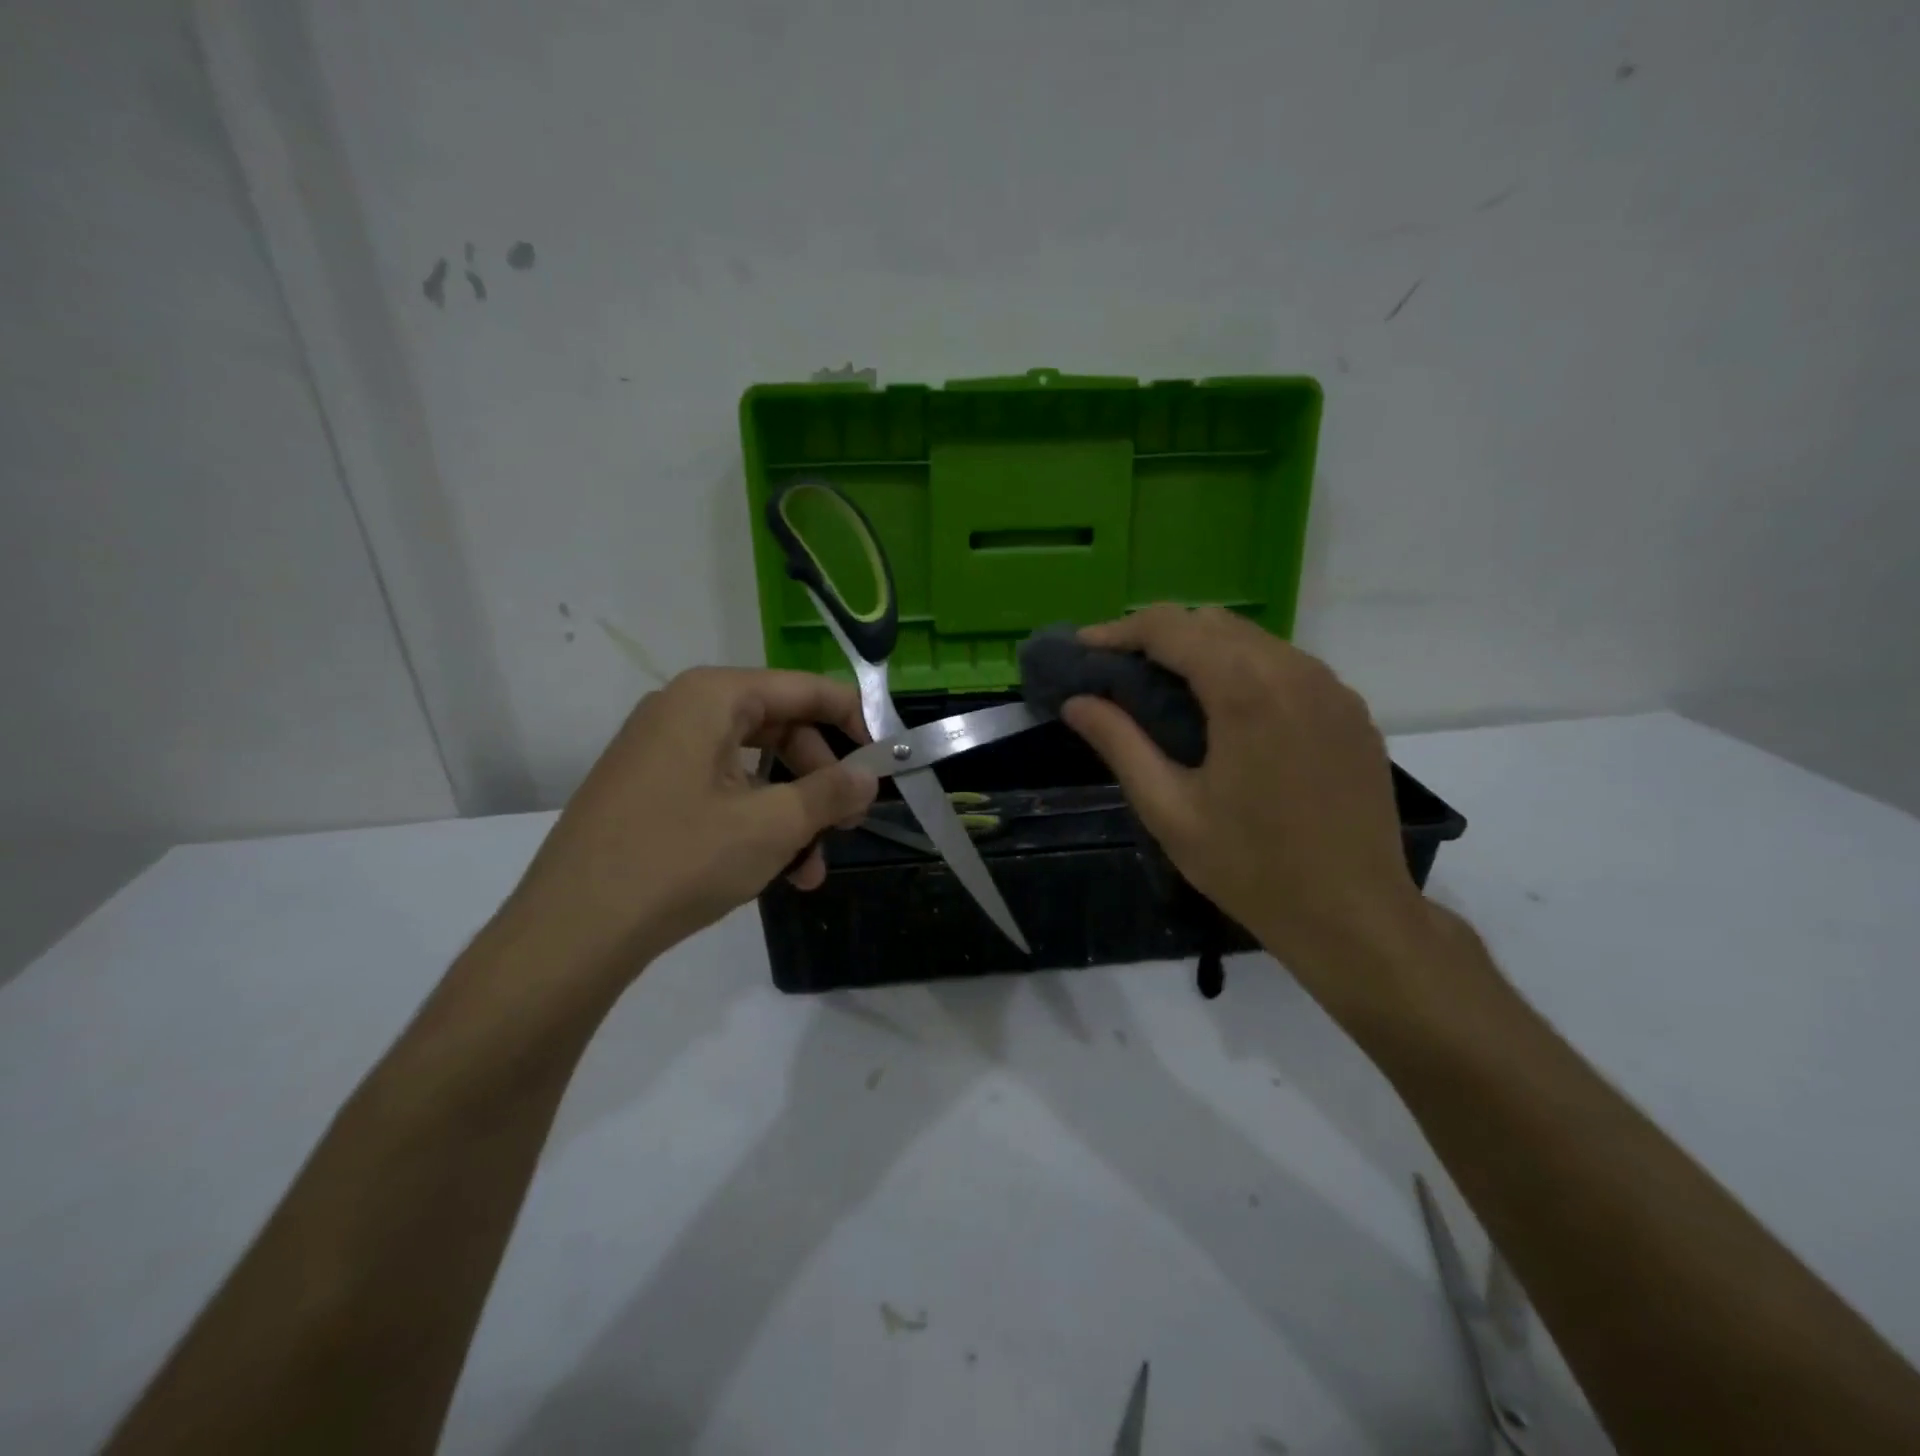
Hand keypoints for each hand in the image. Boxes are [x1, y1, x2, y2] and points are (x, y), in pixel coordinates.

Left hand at [498, 667, 877, 979]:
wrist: (571, 931)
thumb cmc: (680, 860)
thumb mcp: (772, 825)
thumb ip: (831, 792)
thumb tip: (869, 777)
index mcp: (711, 697)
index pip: (805, 689)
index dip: (854, 721)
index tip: (885, 761)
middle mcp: (683, 711)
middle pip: (780, 728)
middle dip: (821, 779)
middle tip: (850, 823)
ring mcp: (660, 751)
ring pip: (752, 768)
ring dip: (792, 814)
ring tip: (812, 869)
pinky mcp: (648, 790)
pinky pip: (720, 791)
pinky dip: (754, 823)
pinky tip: (774, 872)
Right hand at [1061, 607, 1432, 1011]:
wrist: (1355, 916)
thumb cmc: (1252, 868)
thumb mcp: (1169, 810)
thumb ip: (1120, 744)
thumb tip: (1076, 703)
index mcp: (1246, 690)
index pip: (1170, 627)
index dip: (1119, 631)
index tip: (1083, 649)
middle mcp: (1295, 670)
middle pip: (1212, 622)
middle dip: (1158, 636)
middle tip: (1117, 671)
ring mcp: (1332, 688)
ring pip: (1252, 640)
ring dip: (1201, 651)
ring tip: (1164, 690)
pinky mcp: (1350, 711)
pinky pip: (1286, 667)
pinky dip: (1243, 670)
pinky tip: (1226, 714)